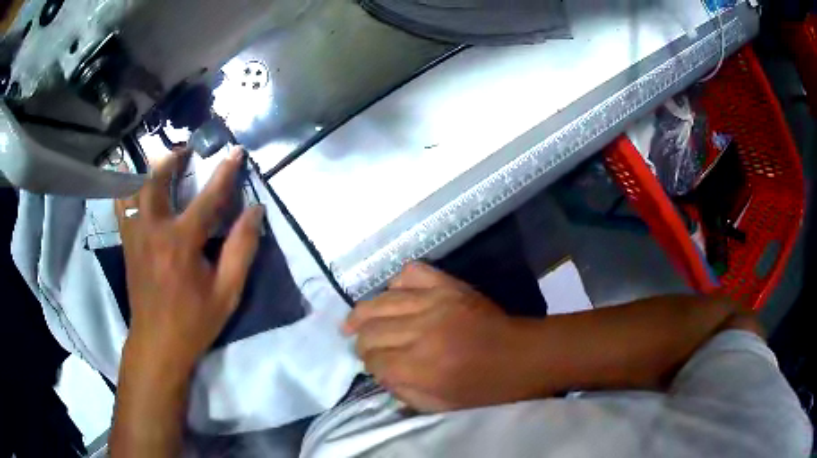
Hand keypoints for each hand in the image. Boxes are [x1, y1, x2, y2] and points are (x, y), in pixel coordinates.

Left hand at [115, 146, 263, 376]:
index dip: (225, 173)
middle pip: (157, 179)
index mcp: (180, 242)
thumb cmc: (194, 321)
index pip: (207, 197)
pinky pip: (122, 205)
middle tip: (186, 151)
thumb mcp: (227, 292)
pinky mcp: (127, 243)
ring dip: (148, 170)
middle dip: (173, 158)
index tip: (235, 152)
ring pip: (134, 187)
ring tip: (161, 165)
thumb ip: (242, 249)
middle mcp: (153, 229)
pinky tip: (138, 188)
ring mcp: (135, 235)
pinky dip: (129, 188)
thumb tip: (255, 211)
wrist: (157, 344)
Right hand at [343, 262, 538, 411]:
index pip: (373, 360)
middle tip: (364, 347)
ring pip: (380, 301)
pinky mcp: (448, 285)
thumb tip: (378, 372)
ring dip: (363, 314)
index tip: (374, 367)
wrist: (522, 356)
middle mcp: (422, 331)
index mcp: (421, 366)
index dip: (369, 365)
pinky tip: (394, 297)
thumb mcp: (440, 406)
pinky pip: (410, 273)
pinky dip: (396, 285)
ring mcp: (435, 301)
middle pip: (370, 330)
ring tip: (354, 322)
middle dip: (361, 341)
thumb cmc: (484, 389)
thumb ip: (402, 391)